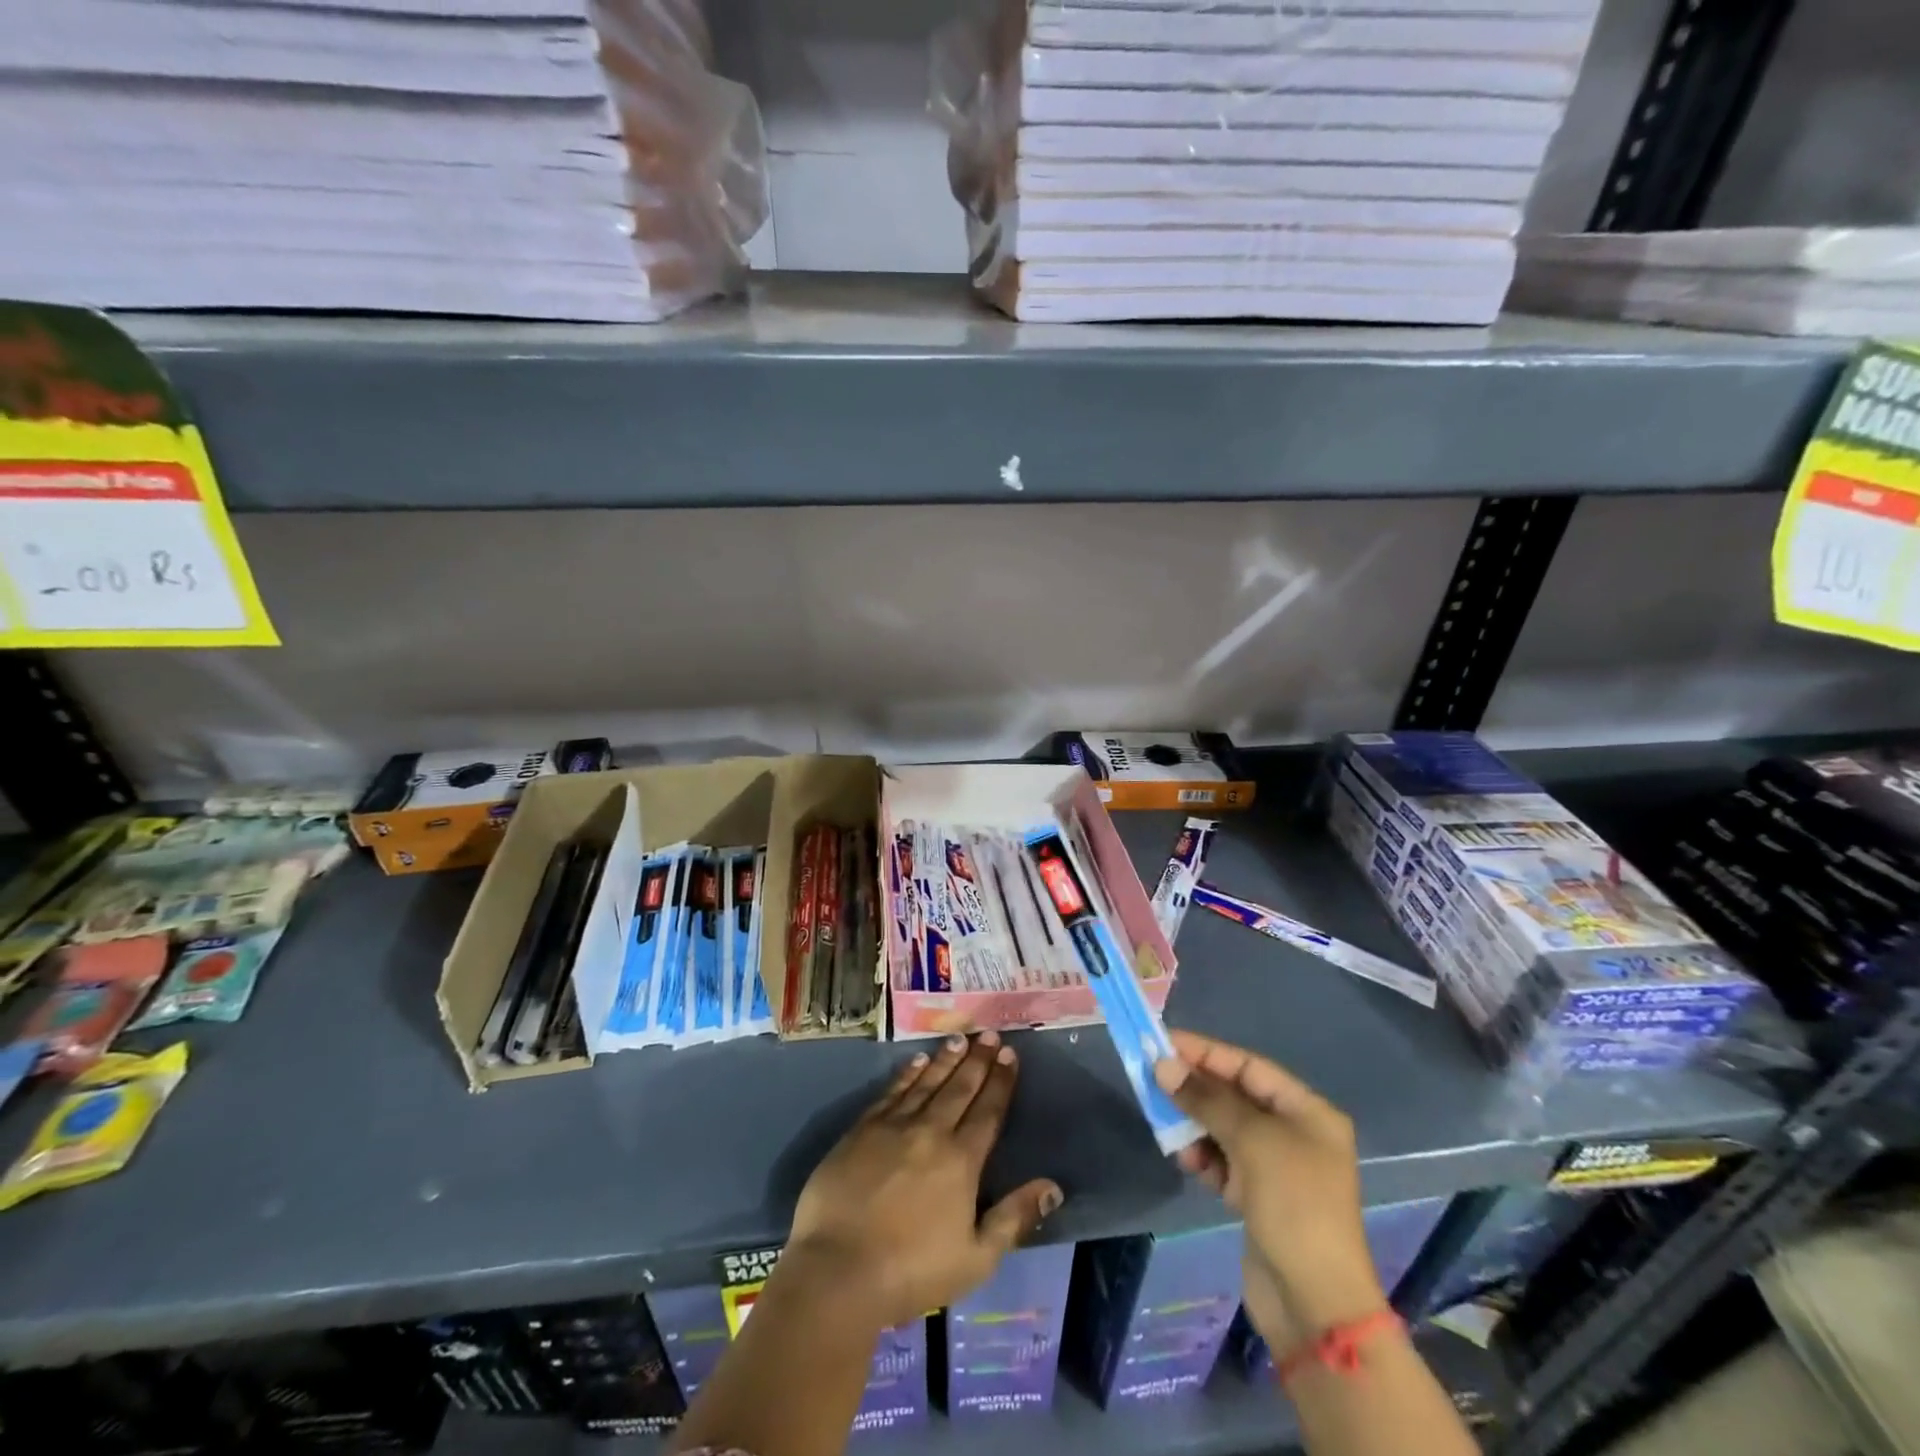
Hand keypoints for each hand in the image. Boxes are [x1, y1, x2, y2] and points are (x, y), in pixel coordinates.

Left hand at [784, 1031, 1063, 1329]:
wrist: (838, 1270)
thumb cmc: (912, 1272)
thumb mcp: (976, 1258)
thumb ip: (1014, 1218)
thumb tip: (1053, 1187)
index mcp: (961, 1160)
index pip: (988, 1111)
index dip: (1000, 1081)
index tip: (1010, 1053)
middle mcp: (930, 1132)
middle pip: (959, 1088)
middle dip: (977, 1060)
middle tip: (988, 1033)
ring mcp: (893, 1127)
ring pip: (926, 1083)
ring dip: (944, 1059)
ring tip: (959, 1038)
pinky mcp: (861, 1130)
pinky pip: (891, 1092)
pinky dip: (906, 1074)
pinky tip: (916, 1061)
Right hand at [1154, 1029, 1385, 1355]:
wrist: (1315, 1305)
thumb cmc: (1294, 1205)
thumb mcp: (1252, 1141)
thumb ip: (1206, 1099)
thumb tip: (1162, 1065)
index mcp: (1308, 1112)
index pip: (1249, 1067)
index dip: (1206, 1052)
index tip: (1163, 1042)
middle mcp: (1294, 1134)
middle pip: (1235, 1096)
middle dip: (1195, 1089)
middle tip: (1152, 1079)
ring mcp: (1276, 1168)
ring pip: (1224, 1129)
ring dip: (1194, 1124)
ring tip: (1166, 1127)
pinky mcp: (1257, 1199)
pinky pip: (1222, 1161)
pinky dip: (1202, 1156)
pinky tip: (1184, 1159)